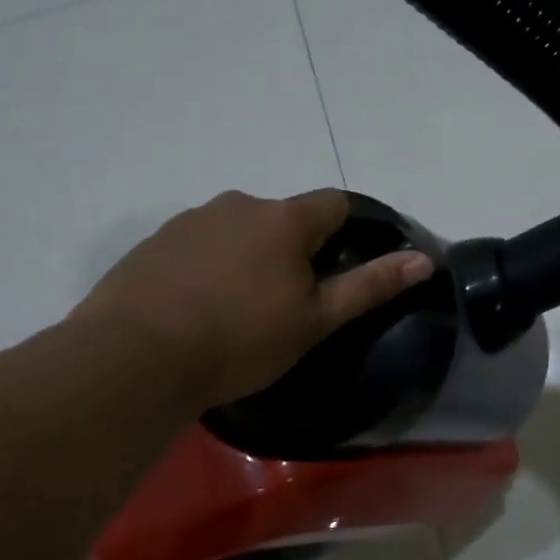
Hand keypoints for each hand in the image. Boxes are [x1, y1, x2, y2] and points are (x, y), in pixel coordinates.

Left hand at [75, 189, 434, 408]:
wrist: (137, 356)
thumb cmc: (240, 339)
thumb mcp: (314, 320)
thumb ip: (369, 286)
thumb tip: (423, 260)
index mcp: (283, 219)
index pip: (334, 204)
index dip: (348, 230)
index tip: (343, 267)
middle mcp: (238, 204)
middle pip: (283, 218)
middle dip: (293, 250)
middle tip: (288, 302)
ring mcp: (190, 220)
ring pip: (238, 230)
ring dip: (248, 256)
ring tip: (237, 309)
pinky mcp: (154, 242)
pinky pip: (197, 245)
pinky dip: (208, 266)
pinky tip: (196, 307)